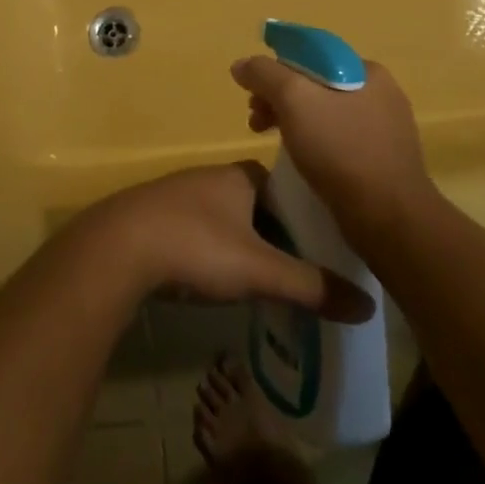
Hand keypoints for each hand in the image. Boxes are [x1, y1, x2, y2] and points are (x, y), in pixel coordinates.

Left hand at [75, 163, 373, 322]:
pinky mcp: (152, 218)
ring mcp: (177, 195)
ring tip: (259, 279)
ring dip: (239, 242)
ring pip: (222, 217)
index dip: (302, 212)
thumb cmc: (197, 246)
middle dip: (272, 231)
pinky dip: (209, 251)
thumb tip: (367, 307)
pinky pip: (194, 231)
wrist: (117, 248)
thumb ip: (311, 286)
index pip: (283, 185)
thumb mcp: (260, 270)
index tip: (319, 245)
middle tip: (295, 269)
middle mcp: (209, 177)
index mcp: (239, 176)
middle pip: (253, 202)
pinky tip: (212, 278)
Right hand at [229, 55, 433, 237]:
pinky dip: (314, 144)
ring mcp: (384, 129)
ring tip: (270, 142)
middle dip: (279, 98)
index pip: (310, 55)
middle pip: (315, 84)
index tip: (253, 94)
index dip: (275, 68)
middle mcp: (380, 94)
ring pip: (325, 113)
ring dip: (293, 122)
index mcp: (366, 71)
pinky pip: (339, 140)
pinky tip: (301, 161)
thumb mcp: (294, 100)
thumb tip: (242, 65)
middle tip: (255, 121)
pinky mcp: (383, 161)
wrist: (390, 218)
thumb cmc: (341, 150)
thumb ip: (264, 75)